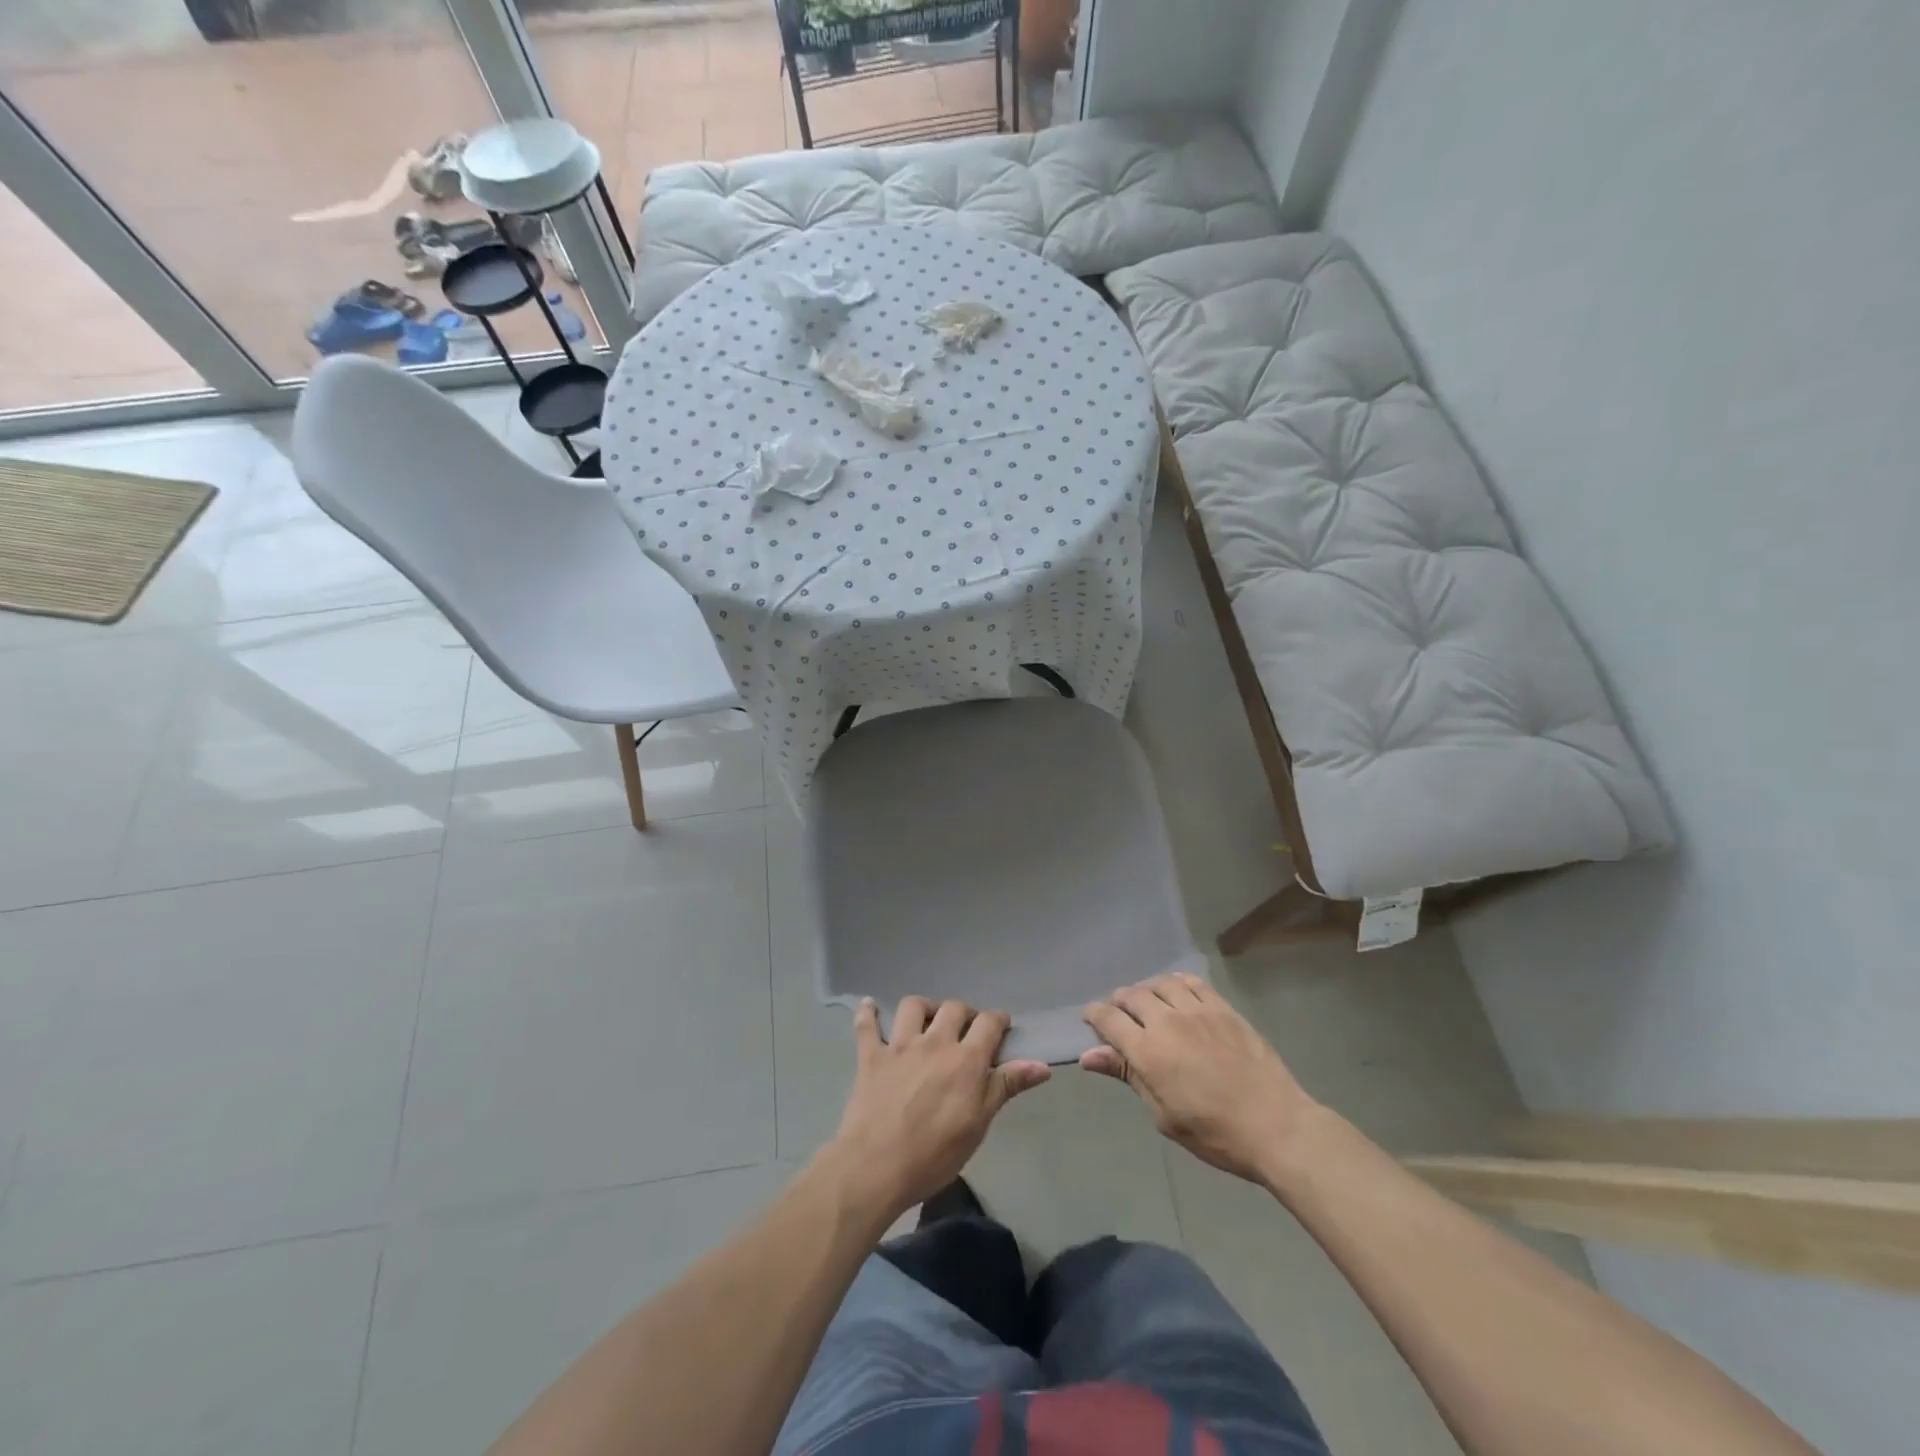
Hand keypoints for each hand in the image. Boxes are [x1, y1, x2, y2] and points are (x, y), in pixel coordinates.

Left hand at [823, 997, 1049, 1222]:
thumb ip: (1006, 1087)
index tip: (1001, 1027)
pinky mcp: (871, 1056)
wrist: (876, 1166)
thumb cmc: (934, 1154)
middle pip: (953, 1008)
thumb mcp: (979, 1124)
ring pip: (913, 1006)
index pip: (989, 1023)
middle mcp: (934, 1042)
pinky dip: (868, 1012)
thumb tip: (1042, 1065)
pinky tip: (869, 1006)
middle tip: (965, 1030)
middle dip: (964, 1013)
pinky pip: (867, 1025)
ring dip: (923, 1008)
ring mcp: (899, 1046)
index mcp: (965, 1059)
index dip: (998, 1020)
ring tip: (927, 1020)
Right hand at [1083, 972, 1319, 1185]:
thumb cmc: (1215, 1133)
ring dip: (1147, 990)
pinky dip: (1177, 982)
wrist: (1276, 1126)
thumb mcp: (1164, 1115)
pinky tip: (1177, 992)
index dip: (1094, 1015)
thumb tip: (1090, 1055)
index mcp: (1148, 1052)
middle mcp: (1168, 1022)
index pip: (1108, 1019)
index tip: (1090, 1018)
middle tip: (1120, 1016)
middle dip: (1119, 1003)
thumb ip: (1128, 1076)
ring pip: (1160, 983)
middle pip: (1131, 995)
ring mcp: (1198, 1010)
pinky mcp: (1223, 1008)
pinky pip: (1192, 982)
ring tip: (1148, 1003)